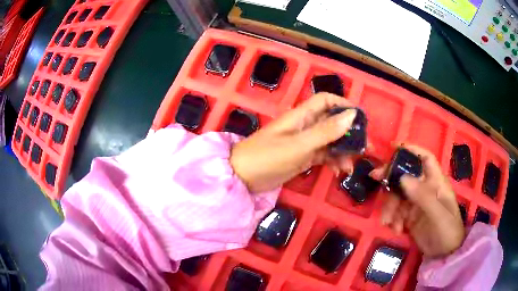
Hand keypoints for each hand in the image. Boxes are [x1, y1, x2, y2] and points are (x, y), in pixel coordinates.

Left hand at [230, 93, 356, 192]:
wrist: (243, 177)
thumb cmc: (268, 156)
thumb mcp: (299, 144)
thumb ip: (326, 131)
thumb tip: (351, 114)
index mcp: (302, 115)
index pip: (326, 101)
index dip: (344, 104)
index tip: (361, 118)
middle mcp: (305, 125)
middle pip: (333, 122)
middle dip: (349, 133)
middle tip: (365, 147)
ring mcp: (304, 142)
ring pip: (330, 141)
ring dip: (343, 151)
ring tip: (350, 167)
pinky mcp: (303, 157)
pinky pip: (324, 155)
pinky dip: (333, 162)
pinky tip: (338, 172)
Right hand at [371, 145, 465, 257]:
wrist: (444, 254)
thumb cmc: (448, 231)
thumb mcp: (438, 215)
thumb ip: (423, 196)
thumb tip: (403, 177)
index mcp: (436, 182)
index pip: (425, 159)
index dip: (412, 150)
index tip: (393, 147)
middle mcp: (426, 189)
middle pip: (406, 176)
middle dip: (391, 178)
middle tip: (375, 178)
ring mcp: (417, 203)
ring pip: (398, 195)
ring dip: (390, 207)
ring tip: (388, 222)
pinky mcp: (410, 216)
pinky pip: (396, 212)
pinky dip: (393, 219)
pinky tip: (397, 230)